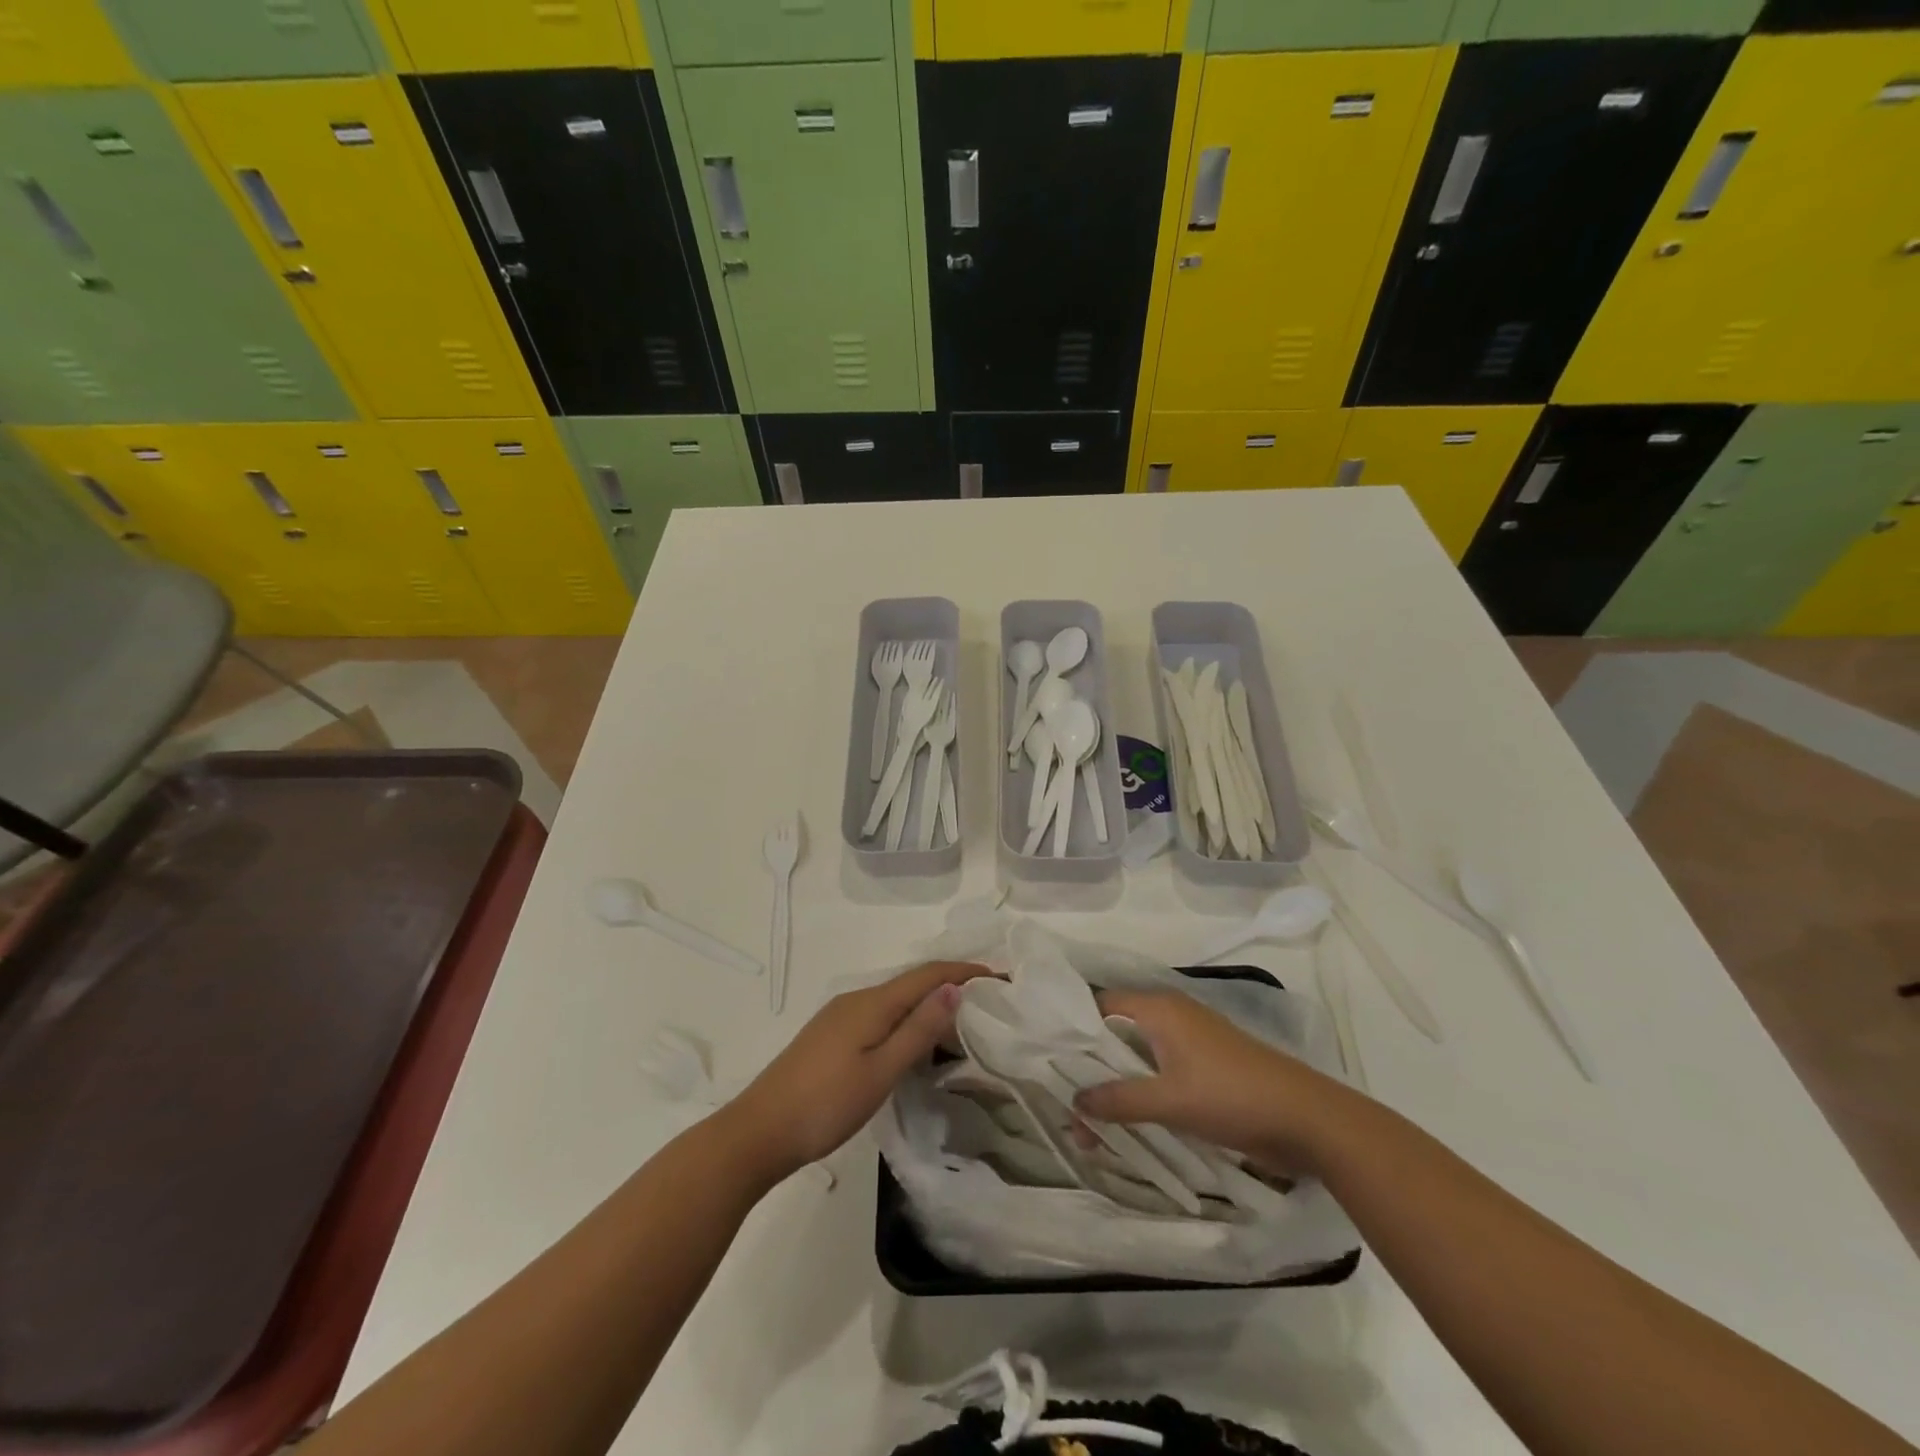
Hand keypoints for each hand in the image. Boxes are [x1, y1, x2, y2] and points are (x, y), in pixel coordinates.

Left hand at [721, 962, 994, 1183]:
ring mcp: (840, 1017)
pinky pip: (881, 1014)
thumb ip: (918, 1030)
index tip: (1000, 977)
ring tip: (962, 1024)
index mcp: (872, 1003)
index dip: (964, 971)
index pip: (928, 975)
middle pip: (913, 982)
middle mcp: (857, 999)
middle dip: (952, 985)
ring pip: (896, 999)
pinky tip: (916, 1043)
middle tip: (989, 1003)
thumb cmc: (825, 1104)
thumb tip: (954, 988)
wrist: (759, 1131)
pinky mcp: (831, 1036)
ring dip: (930, 1003)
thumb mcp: (880, 1071)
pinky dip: (908, 1019)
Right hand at [1072, 989, 1360, 1177]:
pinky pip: (1158, 1072)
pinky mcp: (1205, 1067)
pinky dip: (1139, 1092)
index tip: (1046, 1055)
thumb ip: (1118, 1100)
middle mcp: (1171, 1016)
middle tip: (1061, 1097)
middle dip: (1090, 1066)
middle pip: (1116, 1032)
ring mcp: (1190, 1042)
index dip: (1074, 1027)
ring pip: (1137, 1057)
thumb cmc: (1232, 1096)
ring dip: (1114, 1085)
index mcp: (1160, 1009)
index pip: (1102, 1004)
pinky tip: (1124, 1123)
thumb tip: (1074, 1102)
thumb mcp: (1169, 1100)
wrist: (1308, 1120)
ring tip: (1086, 1122)